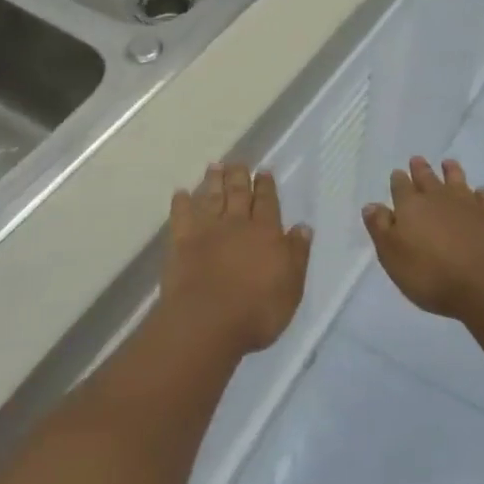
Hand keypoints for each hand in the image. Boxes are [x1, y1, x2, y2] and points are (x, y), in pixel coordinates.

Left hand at [164, 163, 312, 355]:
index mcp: (266, 233)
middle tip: (237, 161)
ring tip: (214, 166)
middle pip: (238, 193)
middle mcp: (236, 224)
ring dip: (213, 181)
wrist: (208, 321)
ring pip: (212, 198)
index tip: (263, 171)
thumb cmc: (257, 311)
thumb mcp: (291, 287)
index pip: (267, 203)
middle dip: (239, 176)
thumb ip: (296, 254)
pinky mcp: (181, 242)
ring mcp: (207, 230)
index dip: (266, 186)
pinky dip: (181, 203)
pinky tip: (180, 193)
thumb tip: (303, 227)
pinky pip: (181, 216)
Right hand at [363, 157, 483, 318]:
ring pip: (457, 180)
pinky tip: (480, 193)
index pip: (400, 186)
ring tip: (448, 164)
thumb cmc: (431, 274)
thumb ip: (380, 228)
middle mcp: (438, 197)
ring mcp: (469, 204)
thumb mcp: (392, 256)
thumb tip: (371, 205)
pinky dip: (479, 194)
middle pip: (427, 178)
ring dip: (451, 171)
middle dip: (420, 169)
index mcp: (411, 205)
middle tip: (417, 160)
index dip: (398, 180)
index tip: (398, 174)